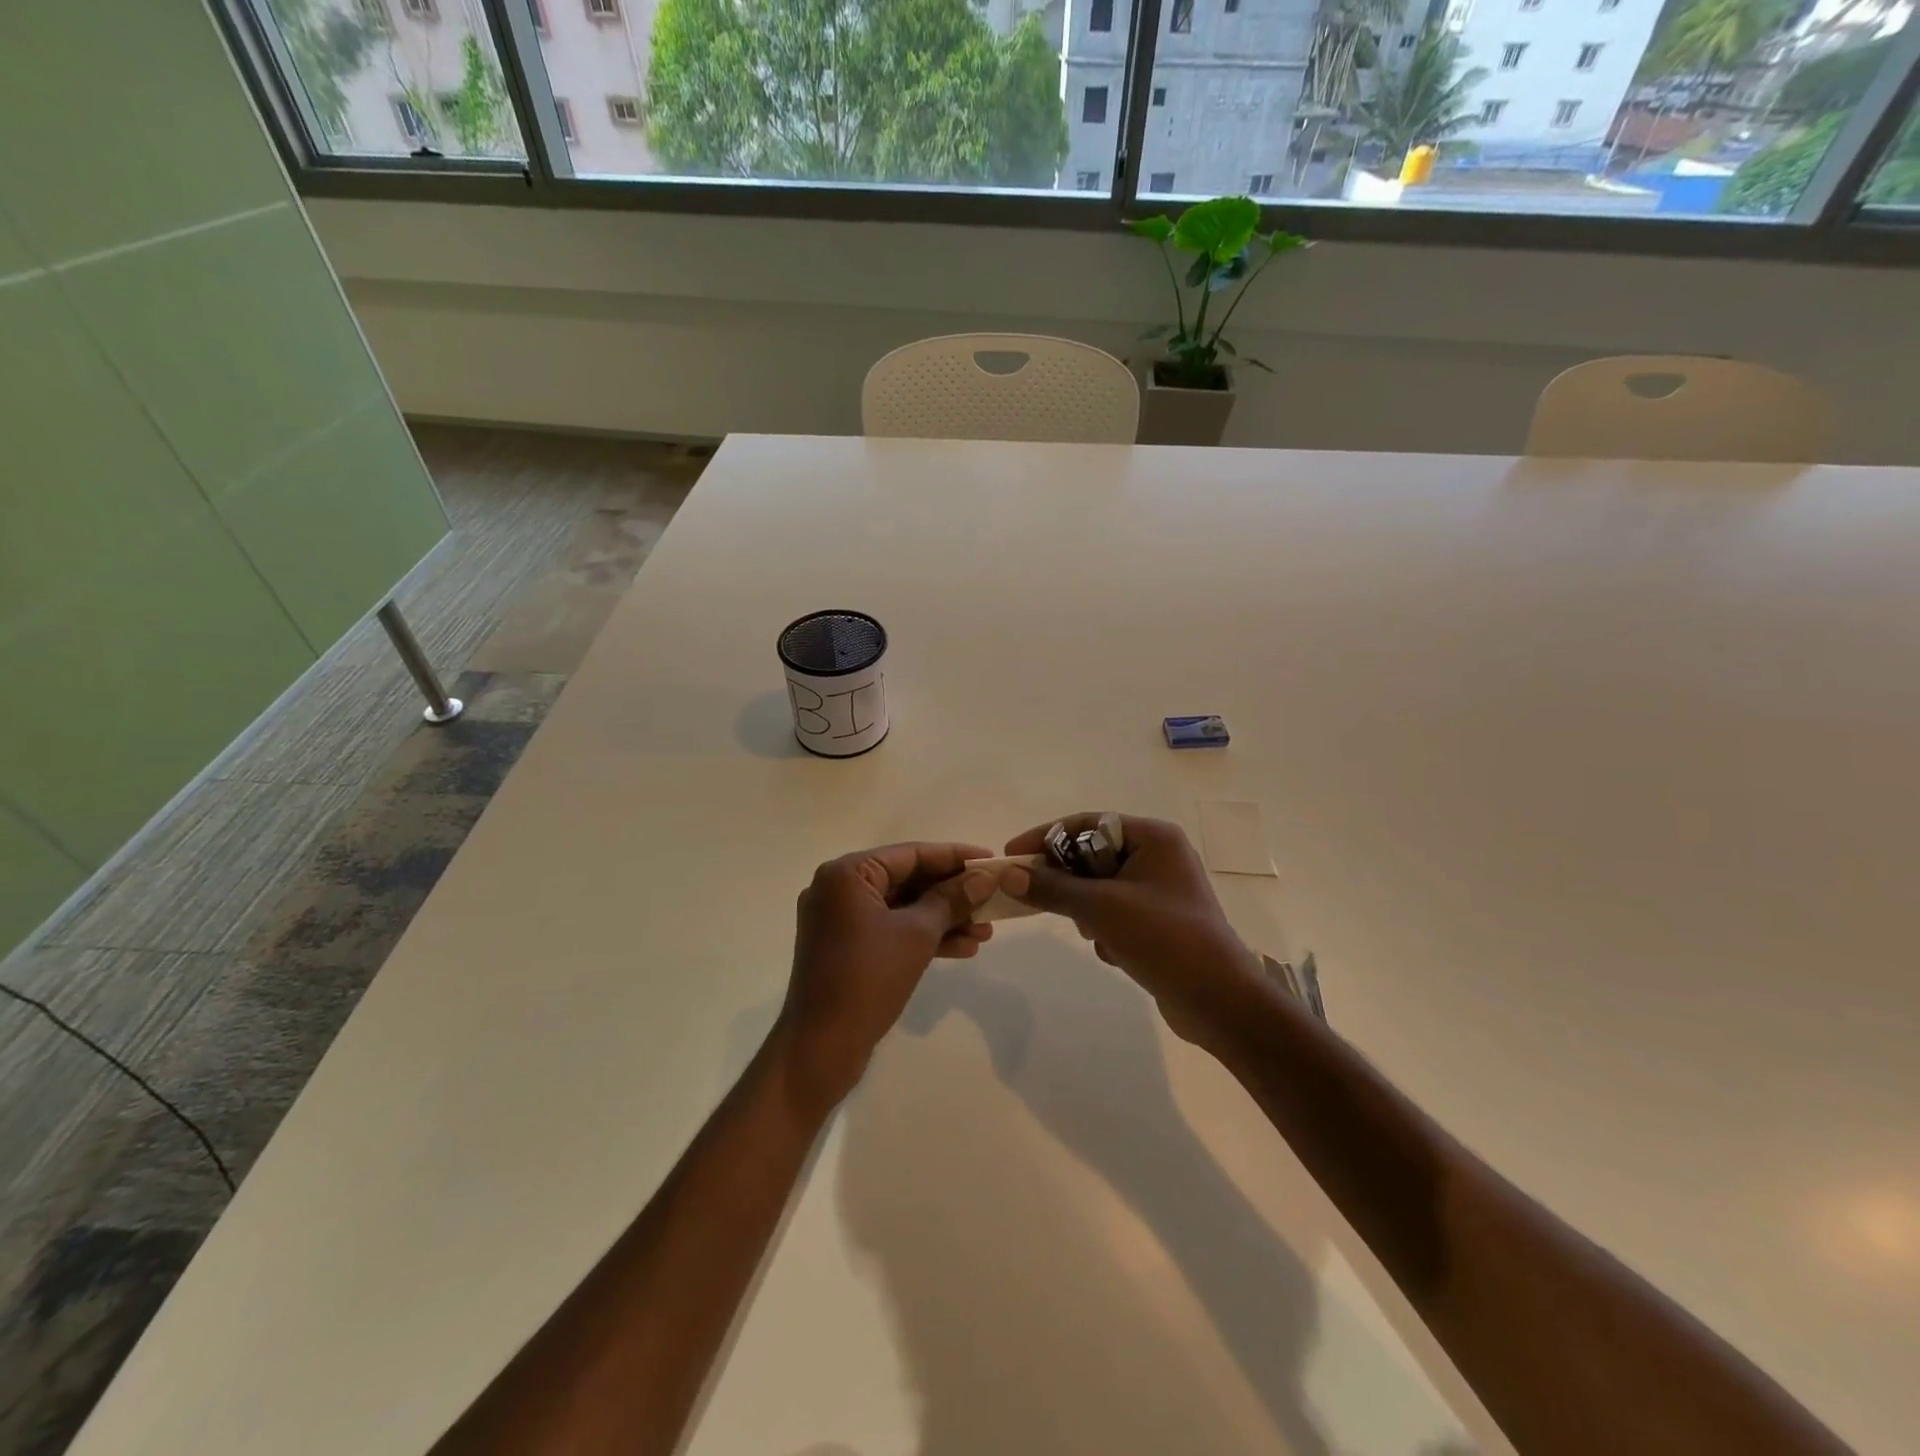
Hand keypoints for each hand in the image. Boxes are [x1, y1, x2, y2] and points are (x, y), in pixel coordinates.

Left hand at [780, 842, 997, 1110]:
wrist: (820, 1049)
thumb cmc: (868, 979)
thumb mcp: (917, 934)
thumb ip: (952, 899)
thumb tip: (984, 877)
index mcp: (847, 874)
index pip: (910, 854)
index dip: (954, 857)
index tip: (991, 860)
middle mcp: (839, 889)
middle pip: (907, 880)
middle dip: (952, 894)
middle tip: (992, 900)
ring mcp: (840, 920)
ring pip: (902, 908)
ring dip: (943, 919)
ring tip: (985, 932)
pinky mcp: (847, 947)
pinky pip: (891, 930)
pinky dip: (923, 937)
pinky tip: (963, 949)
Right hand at [1001, 813, 1265, 1048]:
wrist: (1219, 1001)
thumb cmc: (1163, 938)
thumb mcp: (1101, 908)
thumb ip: (1051, 888)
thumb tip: (1007, 874)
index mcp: (1153, 837)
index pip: (1087, 823)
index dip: (1045, 837)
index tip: (1011, 854)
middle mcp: (1159, 855)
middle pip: (1091, 855)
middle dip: (1070, 883)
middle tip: (1041, 901)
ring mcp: (1161, 889)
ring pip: (1100, 887)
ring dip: (1088, 911)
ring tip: (1095, 934)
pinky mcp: (1159, 920)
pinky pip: (1115, 911)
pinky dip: (1106, 929)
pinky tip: (1115, 953)